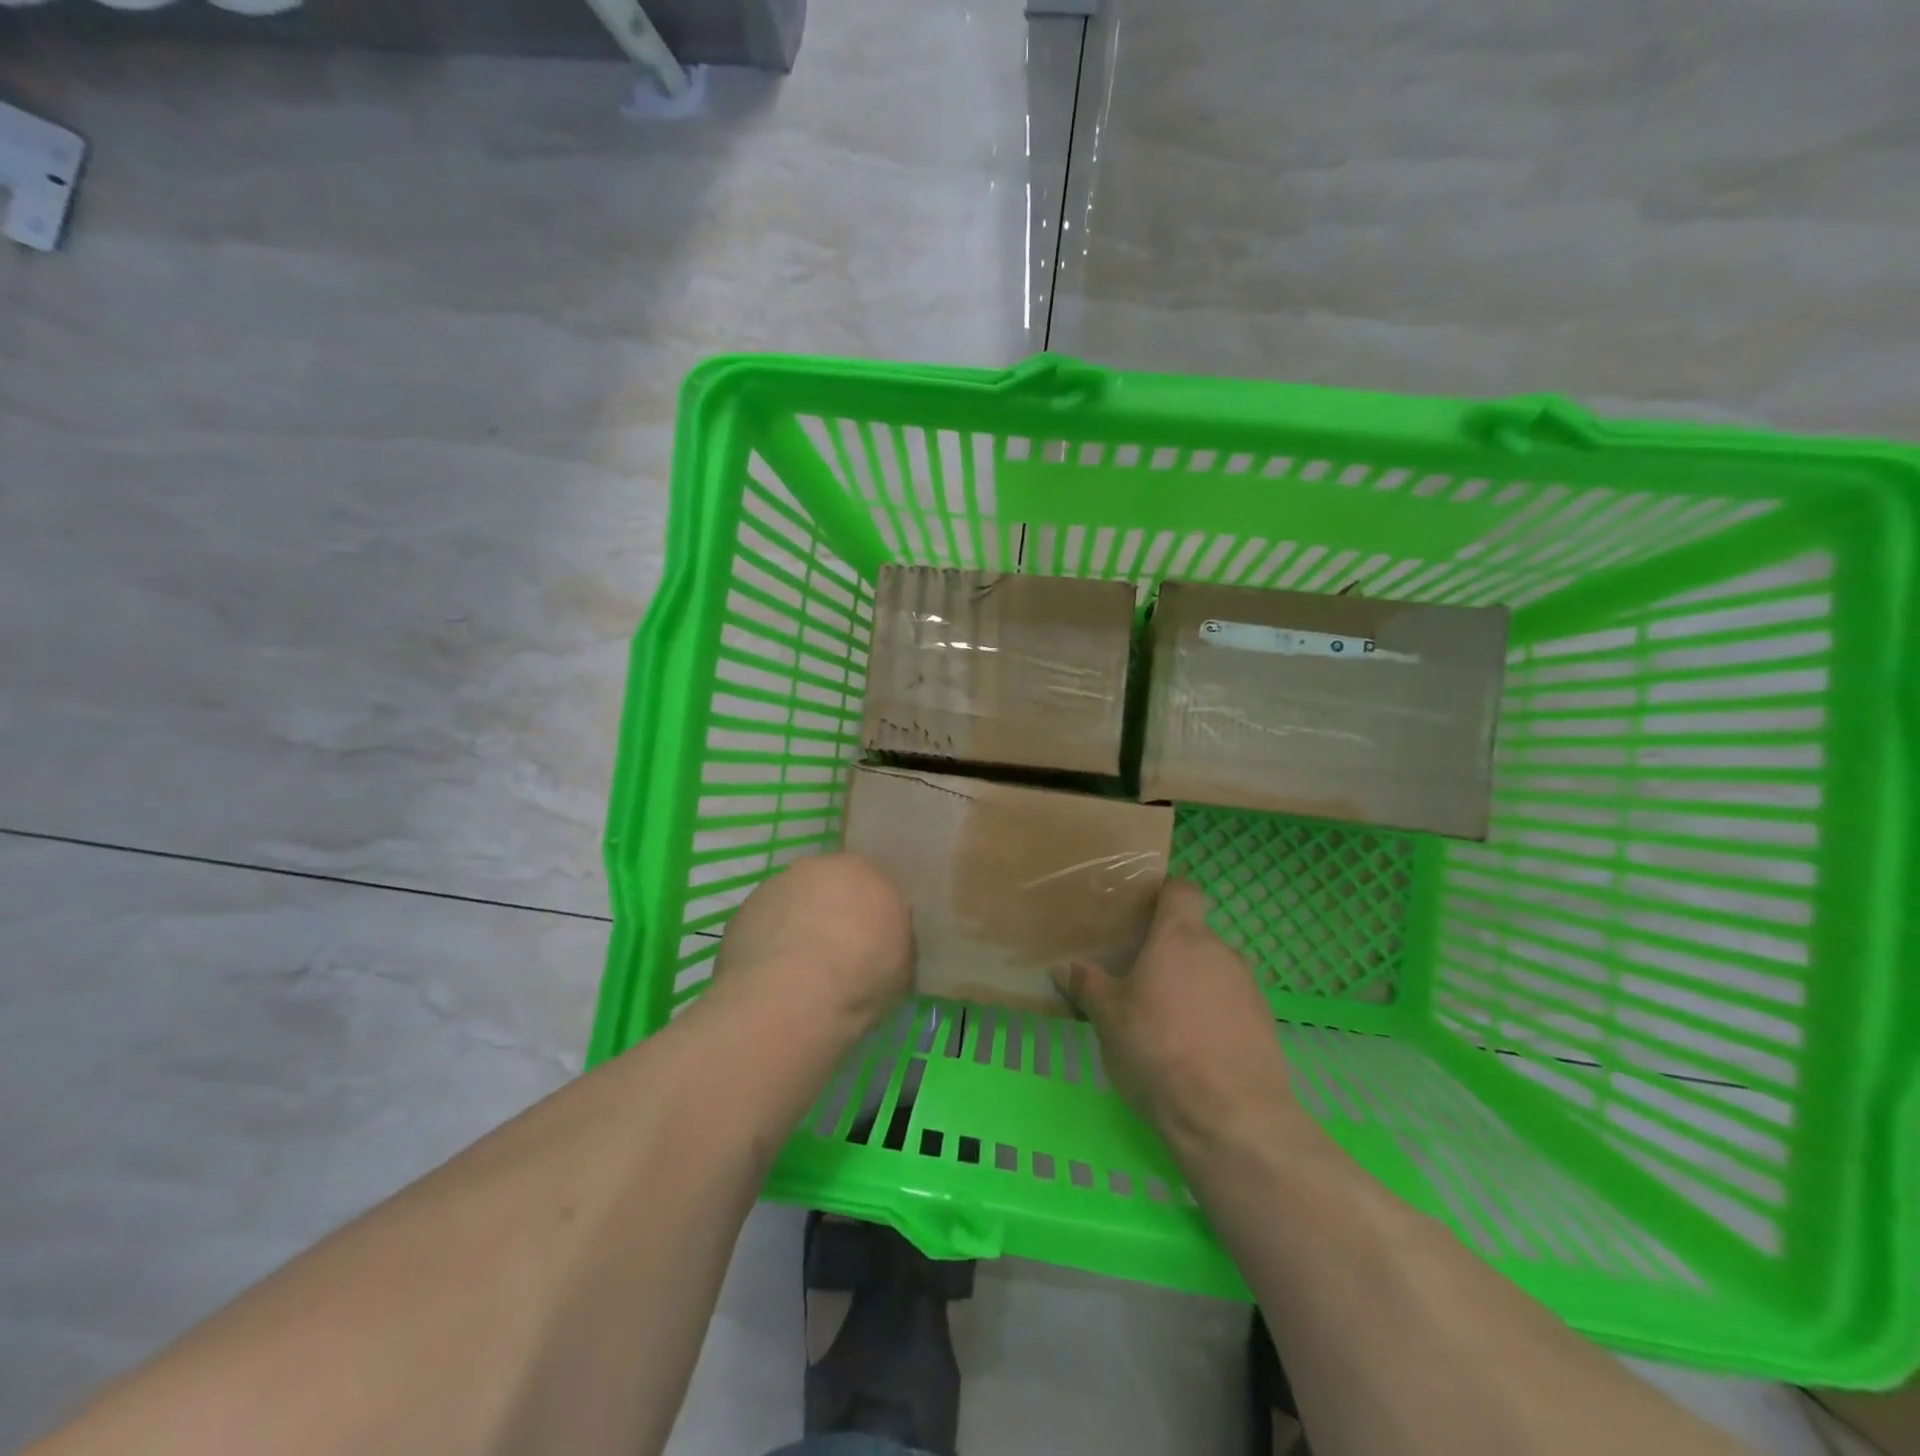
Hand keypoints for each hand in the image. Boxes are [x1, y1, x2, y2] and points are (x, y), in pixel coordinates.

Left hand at [713, 853, 913, 1034]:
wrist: (790, 998)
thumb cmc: (860, 979)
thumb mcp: (901, 966)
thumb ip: (894, 939)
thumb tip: (884, 940)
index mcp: (867, 872)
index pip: (875, 884)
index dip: (871, 914)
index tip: (871, 944)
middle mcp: (821, 866)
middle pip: (831, 885)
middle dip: (834, 911)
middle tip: (837, 952)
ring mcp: (778, 883)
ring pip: (794, 900)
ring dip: (798, 922)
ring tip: (800, 968)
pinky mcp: (744, 908)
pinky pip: (765, 922)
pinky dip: (770, 940)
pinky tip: (773, 973)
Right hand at [1054, 880, 1298, 1150]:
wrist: (1231, 1117)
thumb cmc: (1159, 1049)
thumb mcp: (1108, 1018)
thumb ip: (1087, 986)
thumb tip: (1064, 967)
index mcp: (1180, 937)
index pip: (1181, 890)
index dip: (1163, 894)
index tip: (1141, 912)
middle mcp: (1220, 951)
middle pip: (1193, 935)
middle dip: (1168, 951)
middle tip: (1138, 978)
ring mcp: (1248, 987)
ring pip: (1212, 971)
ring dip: (1190, 985)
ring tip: (1163, 1019)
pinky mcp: (1264, 1024)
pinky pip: (1230, 1004)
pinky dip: (1211, 1015)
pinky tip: (1192, 1049)